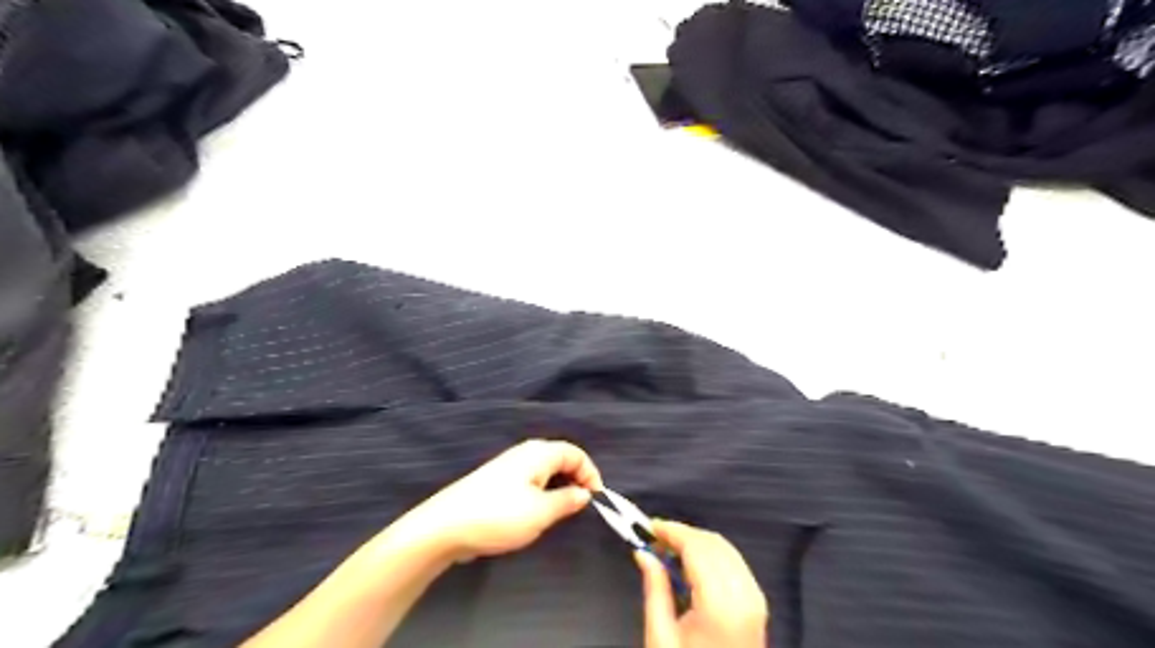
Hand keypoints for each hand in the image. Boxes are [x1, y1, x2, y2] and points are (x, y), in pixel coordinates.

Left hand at [398, 440, 604, 562]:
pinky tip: (538, 513)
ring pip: (545, 471)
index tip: (596, 500)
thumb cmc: (499, 516)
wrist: (446, 526)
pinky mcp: (498, 482)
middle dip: (576, 480)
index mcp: (539, 453)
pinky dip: (543, 492)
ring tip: (562, 512)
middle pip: (561, 459)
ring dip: (559, 487)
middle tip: (582, 506)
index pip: (576, 454)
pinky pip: (531, 480)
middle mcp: (525, 453)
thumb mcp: (541, 512)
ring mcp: (509, 466)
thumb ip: (567, 500)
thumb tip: (585, 493)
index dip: (591, 474)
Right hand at [635, 520, 769, 647]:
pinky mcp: (758, 605)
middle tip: (655, 539)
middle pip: (713, 543)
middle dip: (683, 534)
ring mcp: (755, 599)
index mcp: (720, 604)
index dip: (672, 530)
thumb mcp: (660, 637)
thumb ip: (655, 588)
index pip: (697, 547)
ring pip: (726, 549)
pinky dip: (712, 555)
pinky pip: (735, 564)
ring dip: (698, 543)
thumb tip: (643, 553)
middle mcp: (744, 595)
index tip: (649, 526)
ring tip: (669, 550)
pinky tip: (692, 564)